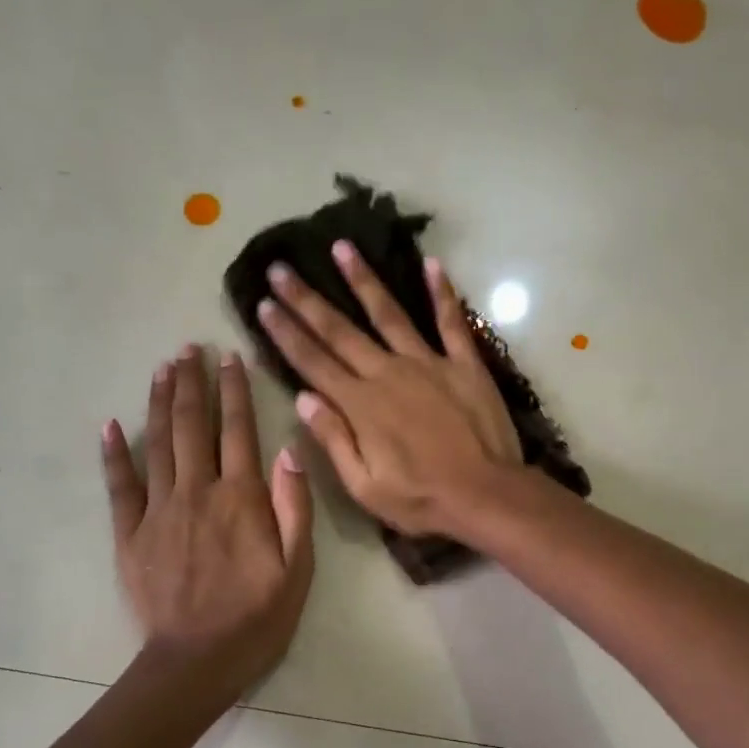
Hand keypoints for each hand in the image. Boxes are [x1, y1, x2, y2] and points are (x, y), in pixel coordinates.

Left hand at [102, 347, 313, 691]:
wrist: (198, 660)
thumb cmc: (258, 616)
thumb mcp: (298, 567)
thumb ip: (295, 505)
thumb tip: (288, 447)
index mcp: (241, 498)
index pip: (238, 430)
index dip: (235, 390)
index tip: (230, 356)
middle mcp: (197, 492)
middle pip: (192, 425)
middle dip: (192, 383)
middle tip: (188, 348)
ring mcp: (158, 511)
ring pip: (157, 443)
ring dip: (159, 402)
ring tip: (162, 369)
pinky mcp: (130, 534)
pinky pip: (119, 485)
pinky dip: (114, 453)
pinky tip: (110, 424)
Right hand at [256, 241, 522, 538]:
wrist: (485, 495)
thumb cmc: (421, 499)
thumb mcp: (364, 486)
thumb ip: (333, 439)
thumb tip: (302, 398)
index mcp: (361, 405)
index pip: (313, 362)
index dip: (285, 332)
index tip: (263, 304)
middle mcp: (388, 373)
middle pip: (340, 331)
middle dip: (306, 299)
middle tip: (280, 268)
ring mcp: (429, 363)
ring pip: (389, 314)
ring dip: (363, 280)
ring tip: (341, 247)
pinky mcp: (464, 364)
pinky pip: (451, 322)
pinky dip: (442, 292)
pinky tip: (432, 264)